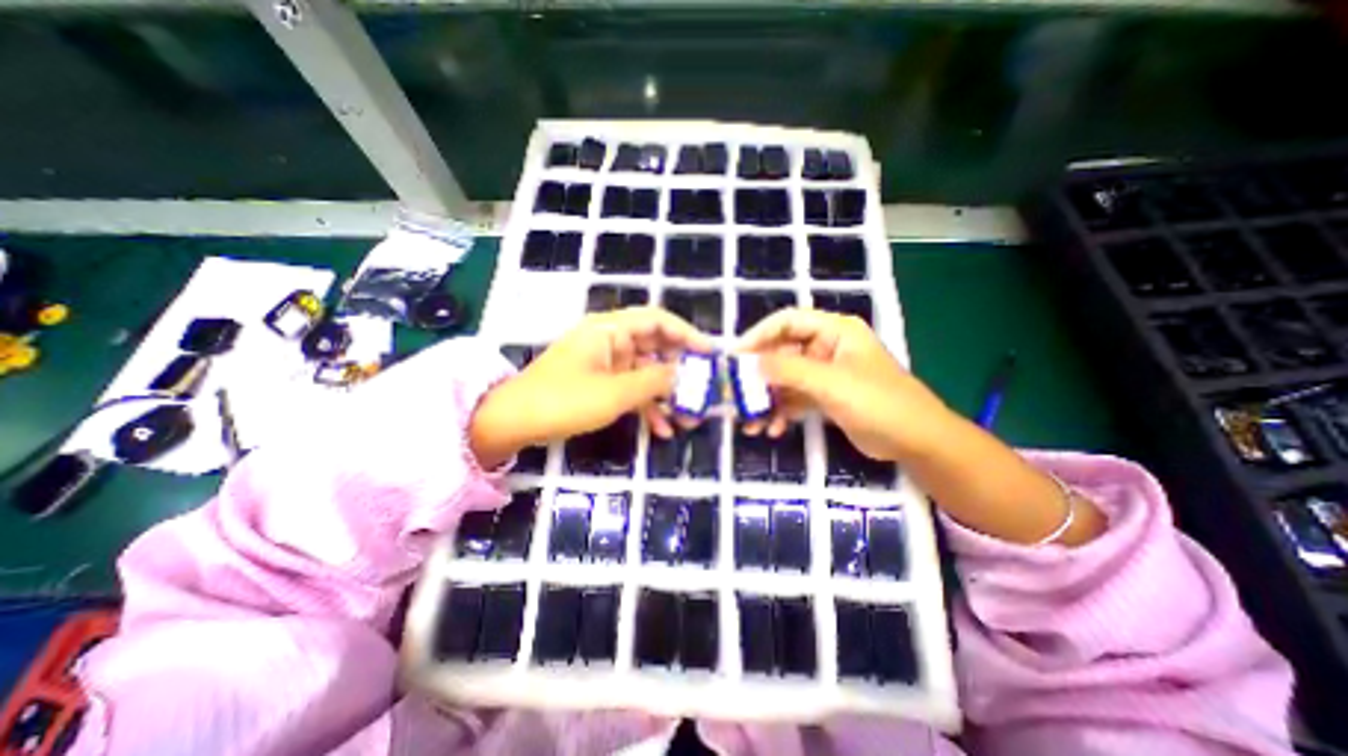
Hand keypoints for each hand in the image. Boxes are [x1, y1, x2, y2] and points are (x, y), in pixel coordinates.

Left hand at [469, 307, 707, 467]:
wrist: (512, 422)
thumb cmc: (563, 401)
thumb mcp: (614, 393)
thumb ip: (654, 382)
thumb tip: (685, 376)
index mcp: (610, 330)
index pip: (657, 321)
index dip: (687, 334)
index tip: (710, 354)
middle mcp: (610, 341)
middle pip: (655, 347)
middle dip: (680, 371)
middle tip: (704, 390)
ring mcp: (605, 364)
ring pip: (645, 373)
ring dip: (666, 395)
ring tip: (688, 419)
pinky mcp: (600, 383)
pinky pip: (630, 389)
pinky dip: (646, 406)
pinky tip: (662, 429)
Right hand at [743, 308, 951, 462]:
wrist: (917, 442)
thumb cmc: (879, 403)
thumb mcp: (832, 383)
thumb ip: (789, 370)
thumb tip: (750, 364)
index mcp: (834, 331)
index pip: (787, 322)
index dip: (758, 335)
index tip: (735, 357)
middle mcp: (826, 347)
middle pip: (782, 353)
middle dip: (759, 377)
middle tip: (736, 396)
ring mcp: (825, 373)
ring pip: (785, 380)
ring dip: (766, 400)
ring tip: (750, 423)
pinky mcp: (825, 396)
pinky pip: (794, 399)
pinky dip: (781, 412)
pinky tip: (772, 430)